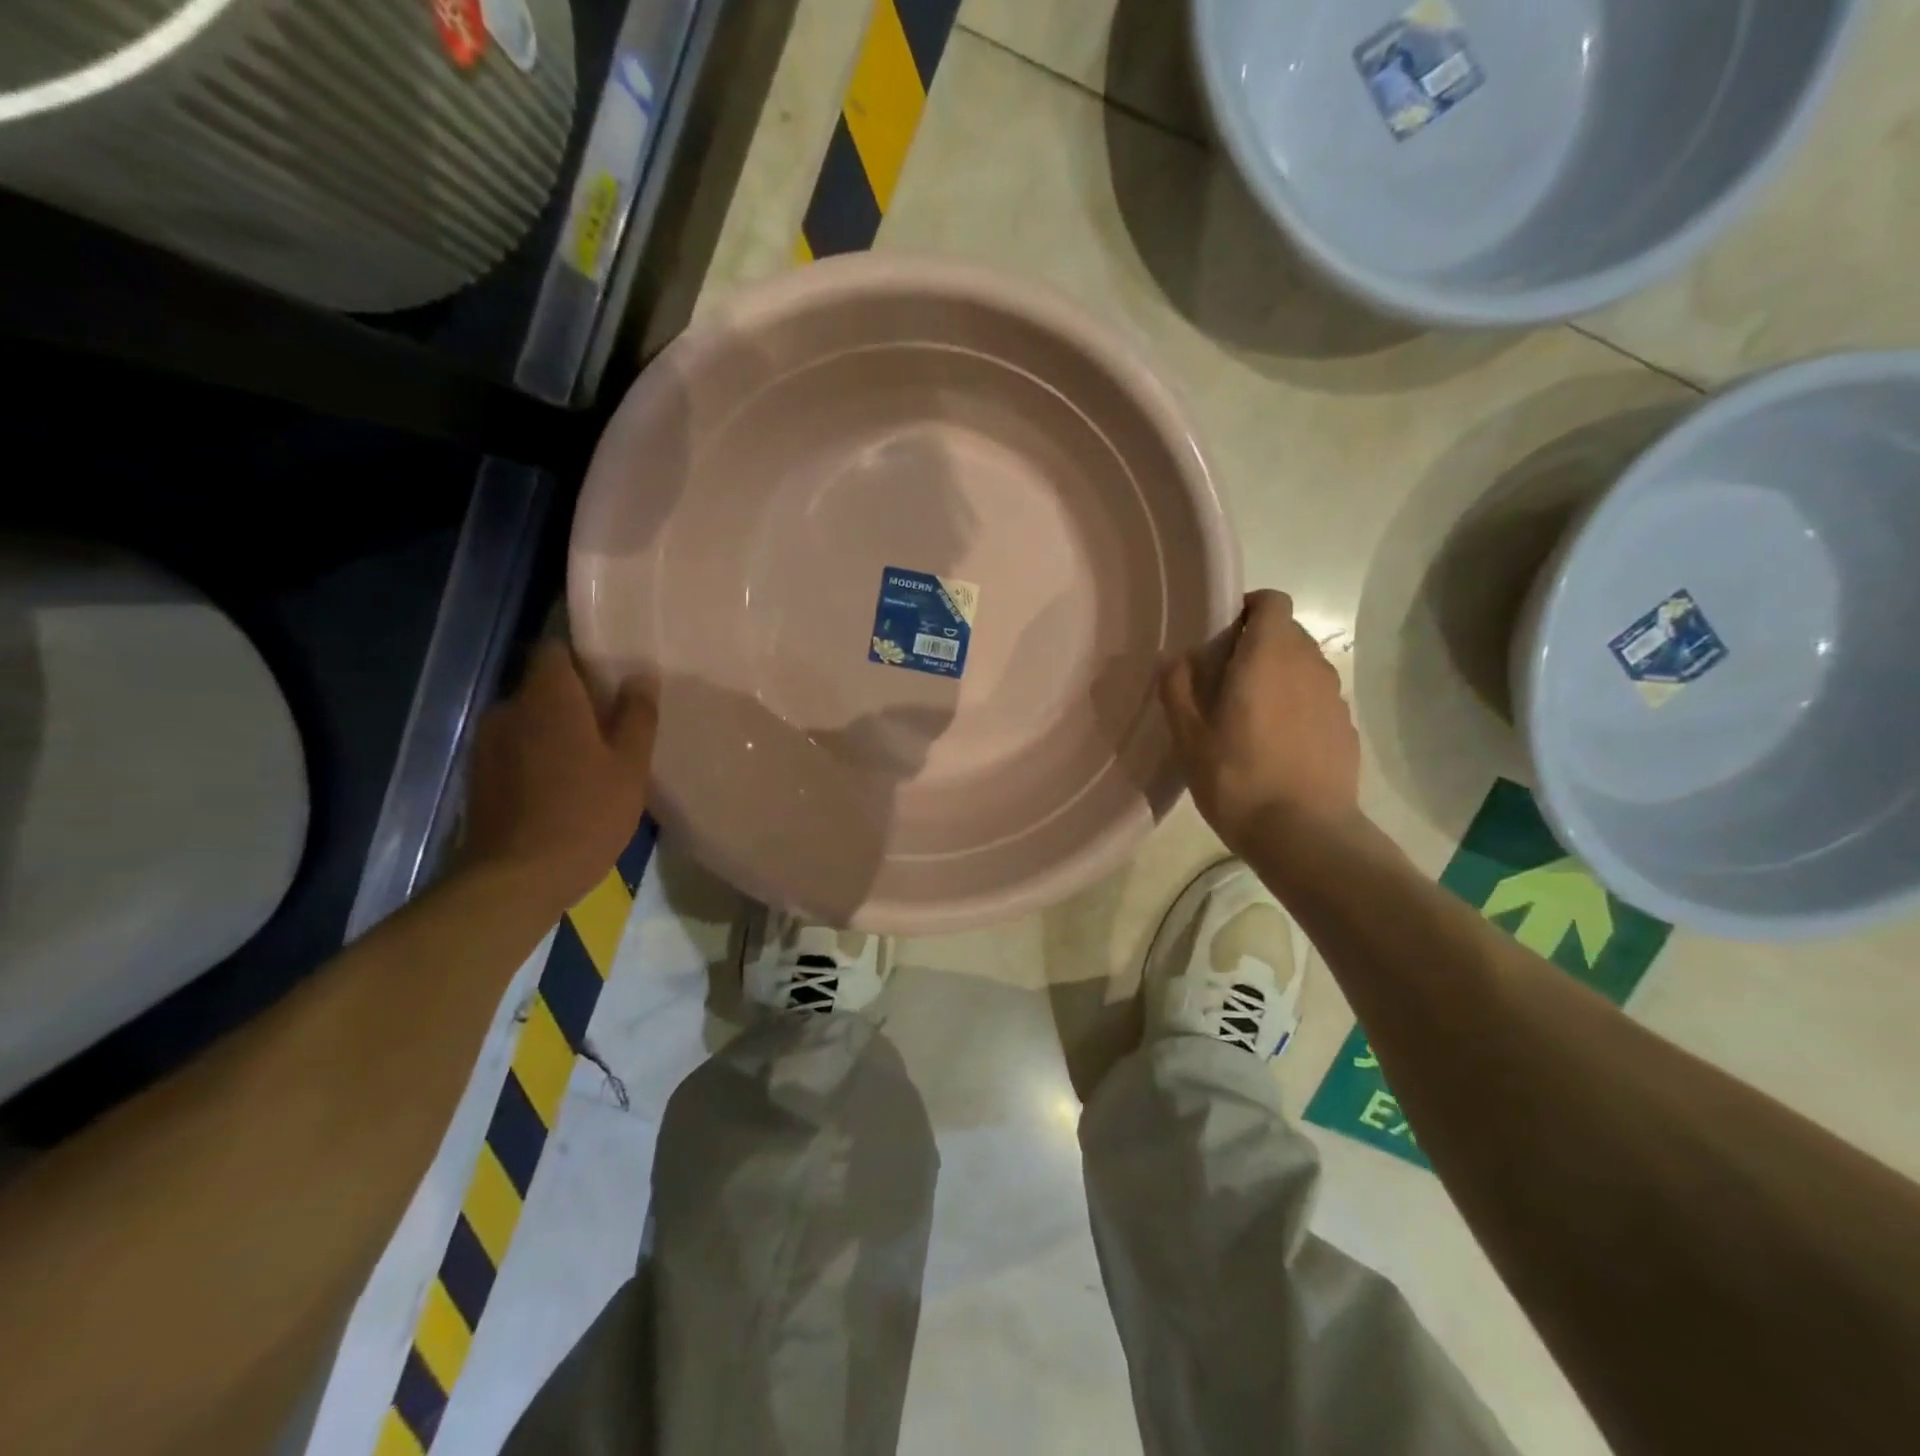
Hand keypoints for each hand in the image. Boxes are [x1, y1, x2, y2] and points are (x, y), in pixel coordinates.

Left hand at [462, 641, 656, 911]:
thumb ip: (637, 715)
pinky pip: (516, 747)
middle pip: (544, 685)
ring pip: (529, 719)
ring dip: (557, 728)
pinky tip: (563, 784)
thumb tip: (641, 675)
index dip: (583, 654)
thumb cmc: (585, 815)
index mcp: (548, 699)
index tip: (612, 673)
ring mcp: (488, 743)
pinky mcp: (478, 775)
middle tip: (614, 723)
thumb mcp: (629, 766)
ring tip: (591, 758)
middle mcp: (509, 709)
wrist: (515, 879)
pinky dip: (538, 754)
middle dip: (576, 697)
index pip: (555, 648)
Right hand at [1160, 589, 1360, 855]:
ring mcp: (1334, 697)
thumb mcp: (1188, 736)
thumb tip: (1176, 658)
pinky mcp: (1346, 728)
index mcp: (1268, 656)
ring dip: (1279, 677)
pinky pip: (1318, 700)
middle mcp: (1309, 665)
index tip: (1222, 637)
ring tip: (1251, 718)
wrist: (1304, 834)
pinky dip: (1298, 707)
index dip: (1248, 609)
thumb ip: (1177, 687)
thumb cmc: (1236, 777)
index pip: (1272, 601)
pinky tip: (1279, 746)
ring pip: (1304, 667)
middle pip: (1288, 633)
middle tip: (1225, 682)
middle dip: (1258, 645)